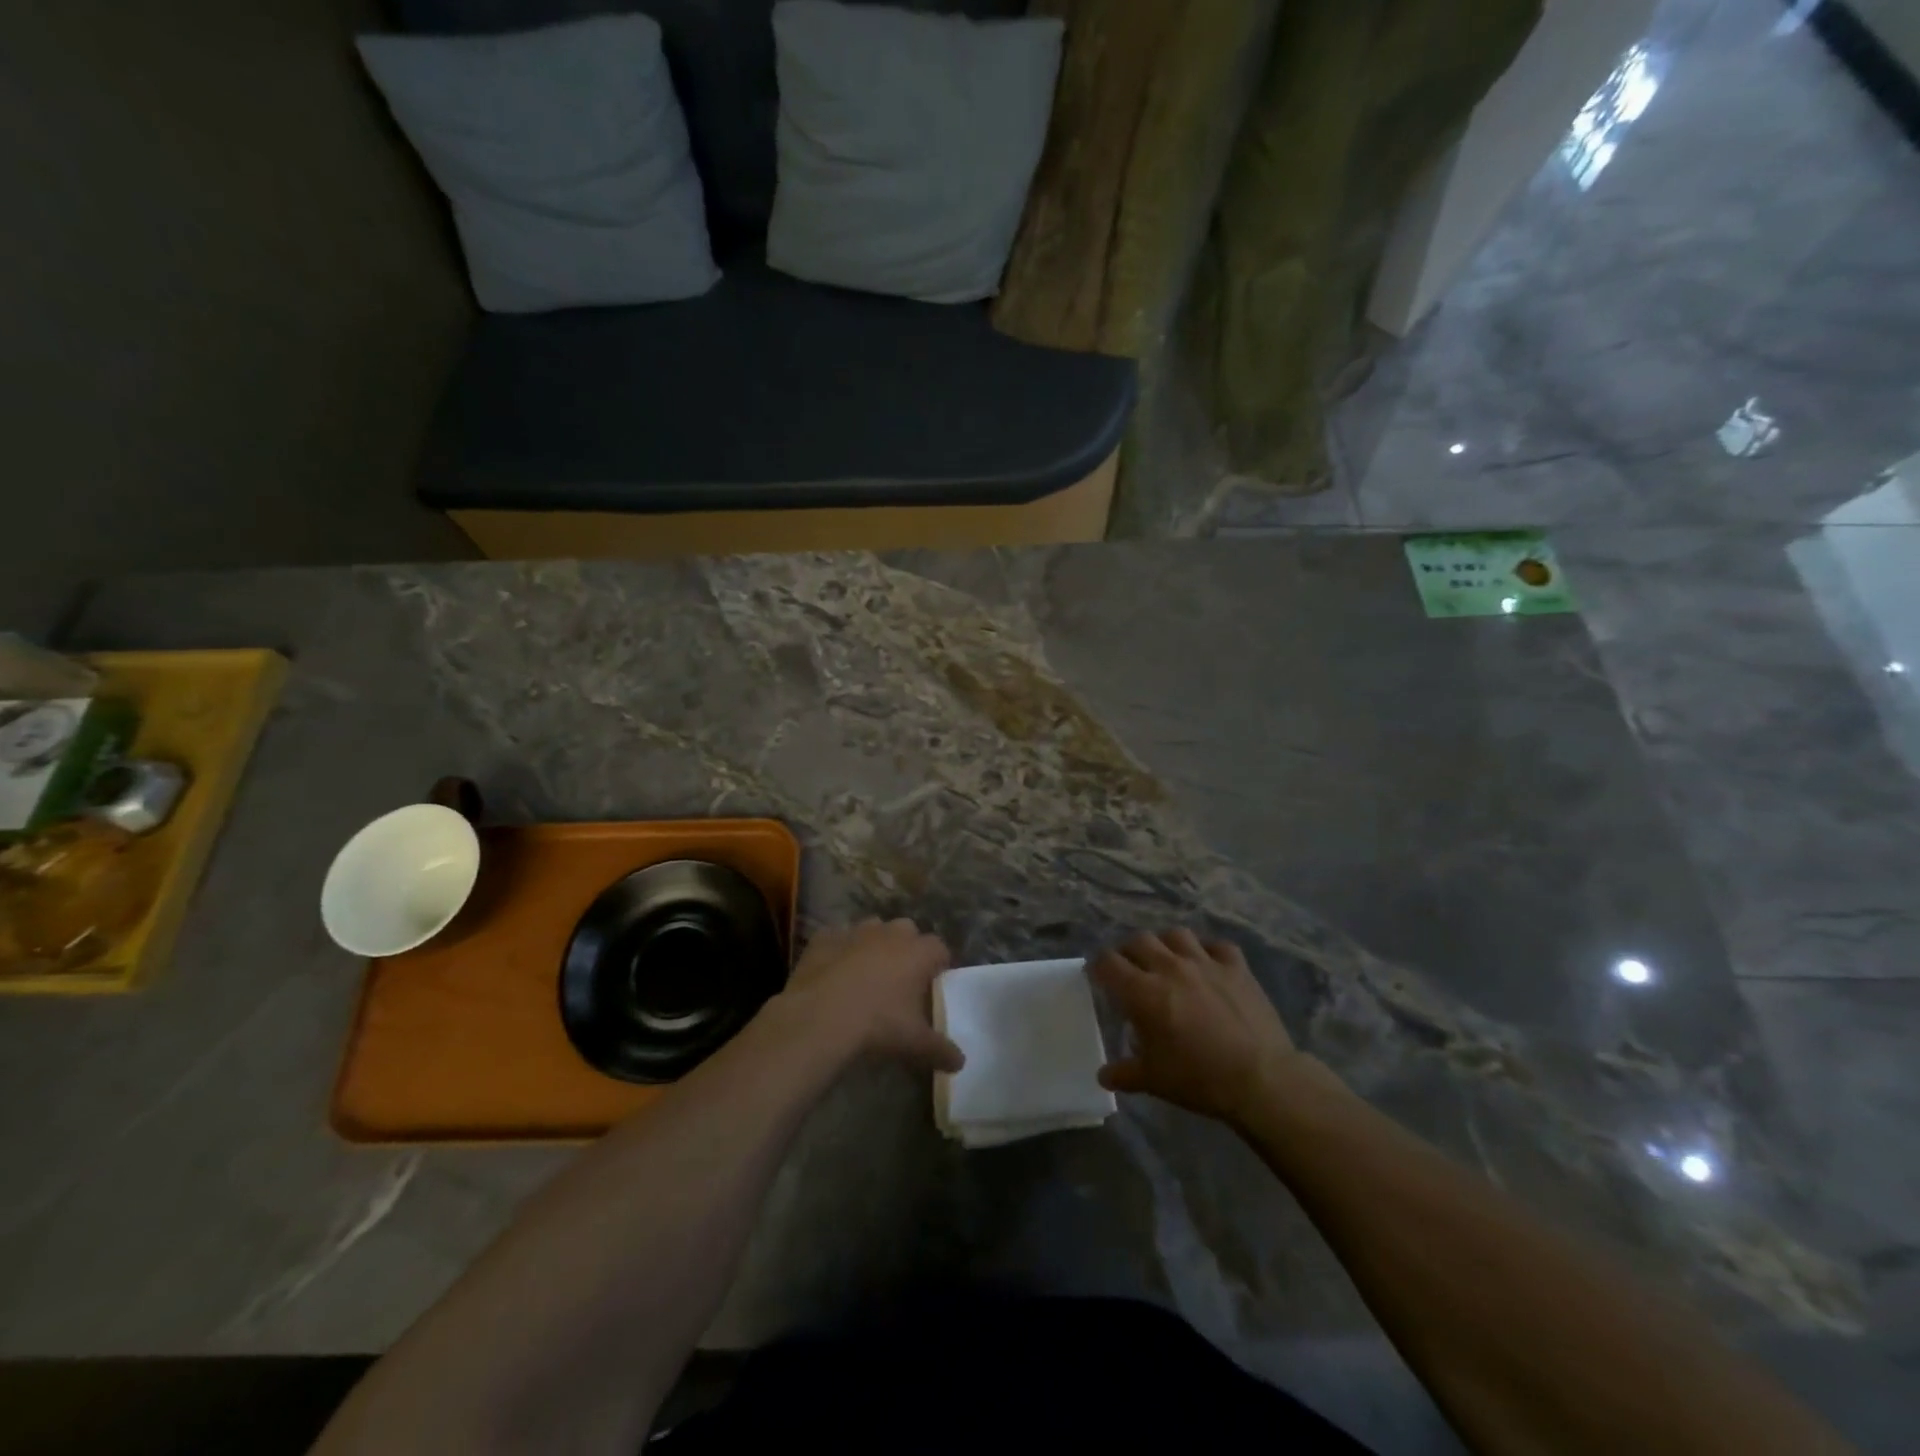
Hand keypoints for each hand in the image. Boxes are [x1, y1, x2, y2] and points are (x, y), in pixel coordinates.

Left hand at [779, 918, 963, 1072]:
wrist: (820, 1017)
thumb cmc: (878, 1025)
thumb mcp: (915, 1043)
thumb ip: (941, 1050)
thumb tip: (960, 1063)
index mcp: (919, 952)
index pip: (939, 948)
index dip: (938, 965)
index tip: (932, 984)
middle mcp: (890, 933)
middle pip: (907, 932)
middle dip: (906, 949)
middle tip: (899, 980)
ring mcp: (856, 930)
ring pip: (872, 929)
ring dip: (873, 945)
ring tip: (866, 975)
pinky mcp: (825, 937)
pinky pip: (837, 939)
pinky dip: (839, 951)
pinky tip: (833, 974)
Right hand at [1092, 929, 1315, 1126]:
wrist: (1261, 1079)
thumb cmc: (1199, 1079)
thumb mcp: (1154, 1081)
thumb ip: (1124, 1073)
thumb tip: (1103, 1075)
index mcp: (1143, 992)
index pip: (1108, 962)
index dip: (1098, 967)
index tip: (1098, 976)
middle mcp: (1170, 967)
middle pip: (1139, 940)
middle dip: (1129, 951)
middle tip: (1130, 969)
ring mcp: (1206, 963)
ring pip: (1176, 934)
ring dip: (1165, 944)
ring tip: (1167, 960)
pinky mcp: (1237, 967)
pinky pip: (1217, 945)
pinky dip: (1208, 951)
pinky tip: (1207, 964)